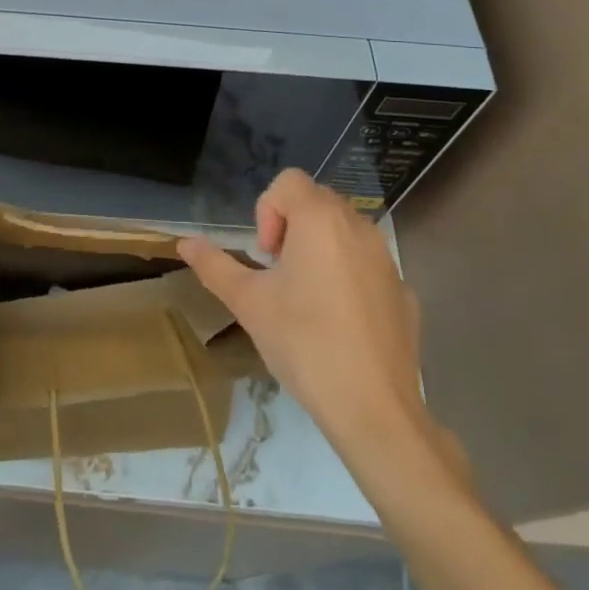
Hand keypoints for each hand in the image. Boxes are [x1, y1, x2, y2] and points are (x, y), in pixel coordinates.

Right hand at [177, 170, 468, 496]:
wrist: (374, 408)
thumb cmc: (303, 343)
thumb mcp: (248, 302)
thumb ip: (214, 266)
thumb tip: (184, 243)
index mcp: (320, 220)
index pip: (288, 182)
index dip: (267, 211)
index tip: (266, 257)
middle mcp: (358, 227)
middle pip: (316, 201)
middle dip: (291, 227)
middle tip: (280, 275)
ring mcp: (387, 259)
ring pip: (344, 232)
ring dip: (319, 249)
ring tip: (307, 298)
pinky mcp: (404, 291)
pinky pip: (367, 266)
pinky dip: (349, 277)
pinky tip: (340, 323)